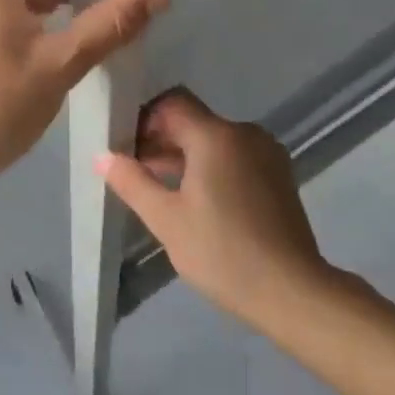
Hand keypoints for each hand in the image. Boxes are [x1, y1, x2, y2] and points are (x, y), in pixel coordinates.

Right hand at [97, 88, 333, 331]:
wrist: (292, 291)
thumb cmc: (222, 252)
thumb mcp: (166, 220)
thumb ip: (132, 182)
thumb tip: (102, 156)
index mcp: (216, 135)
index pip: (172, 103)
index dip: (143, 119)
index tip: (124, 147)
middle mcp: (245, 133)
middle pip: (193, 121)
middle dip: (160, 140)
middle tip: (134, 171)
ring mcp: (266, 153)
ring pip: (215, 140)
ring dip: (184, 156)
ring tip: (159, 189)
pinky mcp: (278, 175)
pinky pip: (235, 156)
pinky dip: (211, 167)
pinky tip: (195, 200)